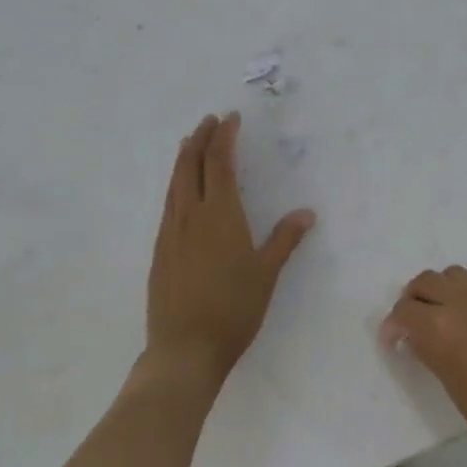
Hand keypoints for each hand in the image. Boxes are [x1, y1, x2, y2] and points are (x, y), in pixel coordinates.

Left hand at [144, 112, 314, 391]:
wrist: (185, 348)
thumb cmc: (234, 309)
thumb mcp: (267, 274)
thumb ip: (285, 240)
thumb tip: (306, 213)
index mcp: (220, 216)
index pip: (219, 164)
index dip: (224, 138)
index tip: (230, 119)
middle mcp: (190, 216)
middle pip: (190, 166)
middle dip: (199, 139)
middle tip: (208, 121)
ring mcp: (170, 234)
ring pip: (174, 184)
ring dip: (183, 159)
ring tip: (190, 145)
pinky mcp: (160, 251)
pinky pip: (167, 205)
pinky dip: (175, 186)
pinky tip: (180, 192)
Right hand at [380, 266, 466, 466]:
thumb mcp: (454, 387)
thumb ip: (433, 354)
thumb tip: (418, 338)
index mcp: (443, 329)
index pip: (405, 311)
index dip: (393, 326)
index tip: (394, 342)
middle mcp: (466, 303)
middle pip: (427, 281)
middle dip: (413, 300)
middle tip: (413, 325)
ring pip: (455, 275)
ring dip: (441, 291)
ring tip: (443, 319)